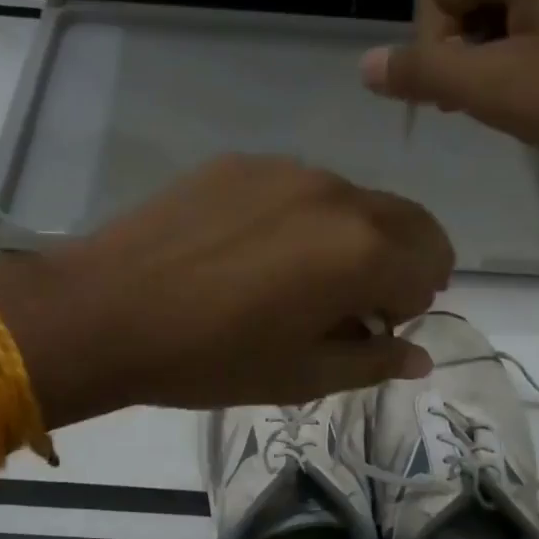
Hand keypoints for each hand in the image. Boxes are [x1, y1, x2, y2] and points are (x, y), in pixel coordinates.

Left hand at [0, 156, 454, 426]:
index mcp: (363, 250)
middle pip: (405, 220)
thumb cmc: (212, 358)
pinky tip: (251, 253)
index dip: (414, 303)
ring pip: (351, 201)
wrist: (106, 311)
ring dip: (349, 238)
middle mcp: (337, 194)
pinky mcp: (241, 162)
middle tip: (353, 303)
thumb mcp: (302, 376)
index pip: (432, 265)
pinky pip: (297, 189)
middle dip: (399, 262)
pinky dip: (301, 219)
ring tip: (293, 280)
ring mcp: (286, 170)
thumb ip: (374, 362)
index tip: (377, 327)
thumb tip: (419, 356)